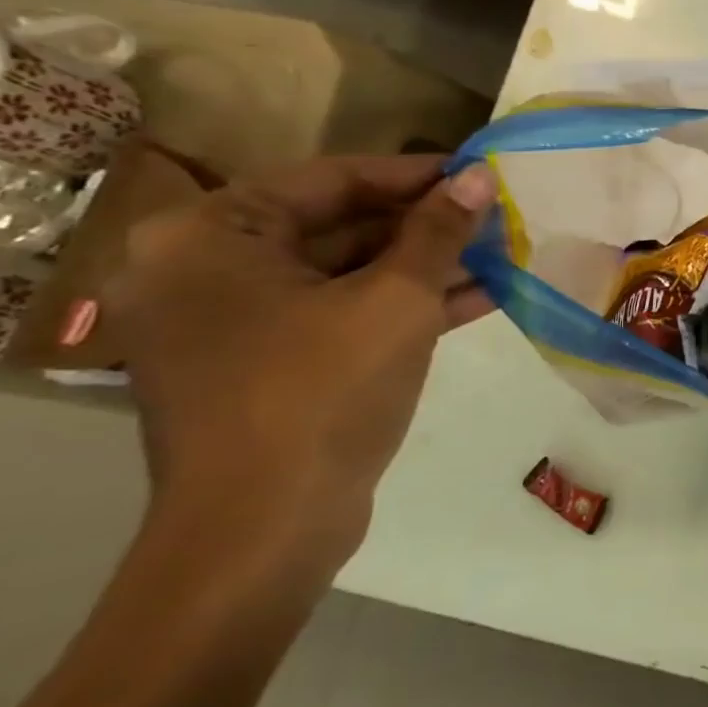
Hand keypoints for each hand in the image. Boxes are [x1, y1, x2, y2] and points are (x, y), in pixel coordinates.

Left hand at [103, 155, 497, 572]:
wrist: (264, 532)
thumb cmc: (321, 393)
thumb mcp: (397, 300)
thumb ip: (439, 231)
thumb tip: (479, 176)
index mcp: (211, 237)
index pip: (330, 180)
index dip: (414, 175)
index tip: (477, 174)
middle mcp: (206, 270)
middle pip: (337, 225)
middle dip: (425, 225)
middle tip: (494, 217)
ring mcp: (233, 323)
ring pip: (345, 274)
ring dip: (424, 266)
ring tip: (501, 253)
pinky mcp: (264, 365)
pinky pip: (339, 314)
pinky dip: (402, 306)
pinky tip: (479, 296)